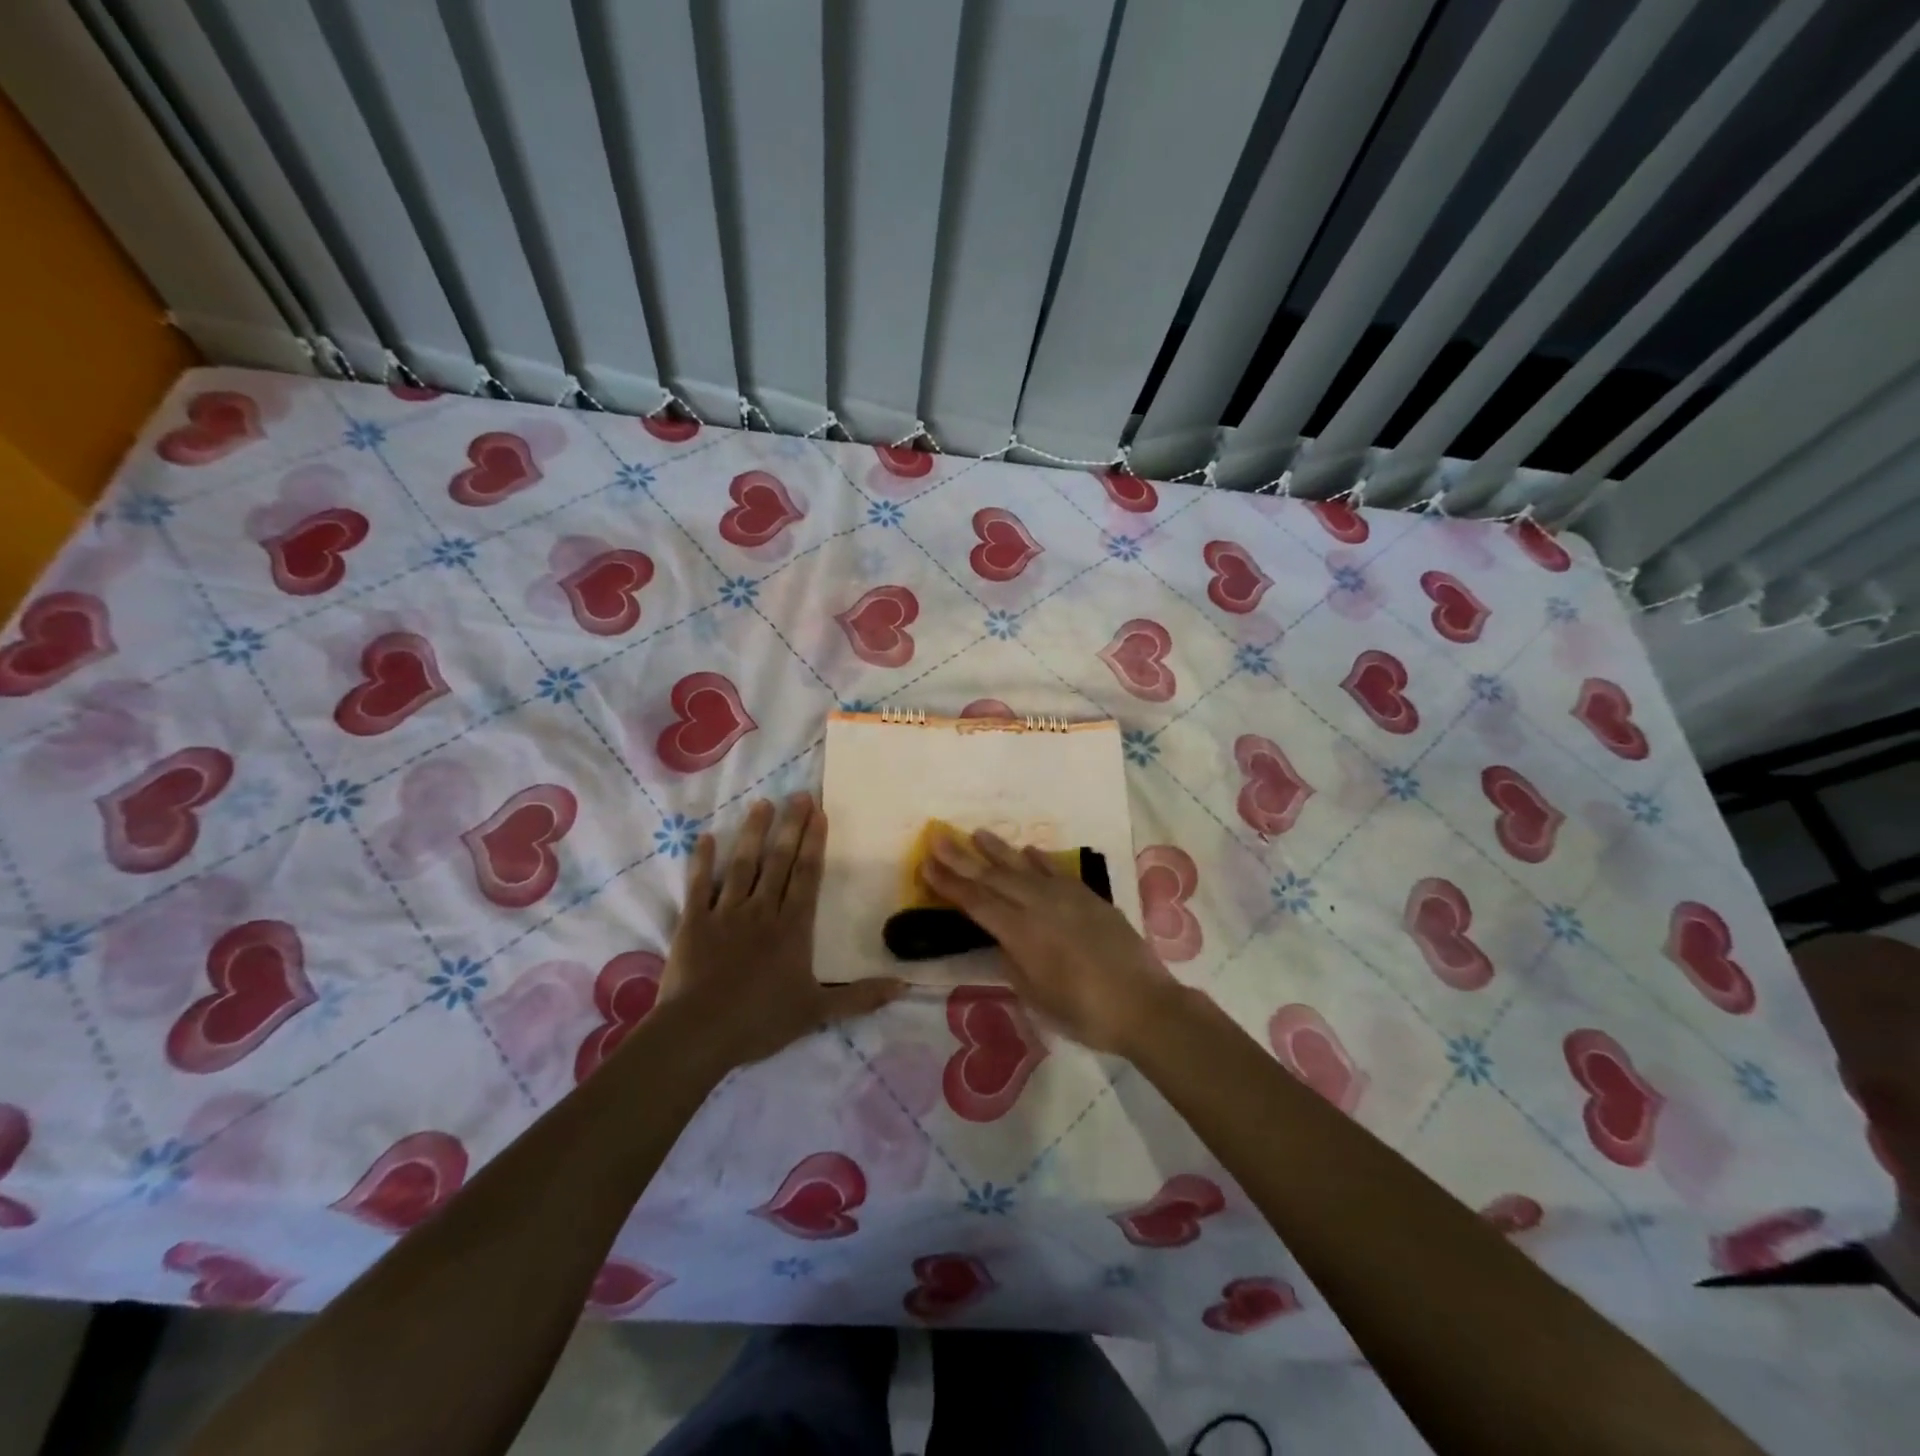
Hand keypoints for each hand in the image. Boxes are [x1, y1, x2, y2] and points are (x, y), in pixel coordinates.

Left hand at [662, 793, 903, 1068]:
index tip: (819, 813)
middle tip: (799, 794)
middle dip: (790, 826)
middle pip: (779, 861)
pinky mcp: (694, 922)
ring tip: (761, 804)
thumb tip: (905, 987)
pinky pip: (699, 885)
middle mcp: (762, 910)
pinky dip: (702, 862)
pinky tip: (704, 838)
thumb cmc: (761, 1020)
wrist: (699, 1033)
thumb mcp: (818, 1012)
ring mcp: (726, 913)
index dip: (814, 843)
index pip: (807, 875)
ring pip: (742, 864)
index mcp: (793, 927)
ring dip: (752, 833)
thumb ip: (860, 997)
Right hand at [923, 828, 1179, 1055]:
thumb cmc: (1084, 1012)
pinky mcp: (1089, 897)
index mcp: (1021, 933)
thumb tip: (1003, 940)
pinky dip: (1039, 860)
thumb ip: (1014, 963)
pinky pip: (1056, 871)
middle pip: (994, 877)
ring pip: (1024, 867)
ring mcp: (1066, 898)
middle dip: (963, 858)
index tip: (926, 863)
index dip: (949, 884)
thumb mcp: (1036, 997)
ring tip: (977, 833)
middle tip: (939, 837)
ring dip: (998, 850)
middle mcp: (1039, 906)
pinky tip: (1027, 851)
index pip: (976, 902)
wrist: (1144, 1005)